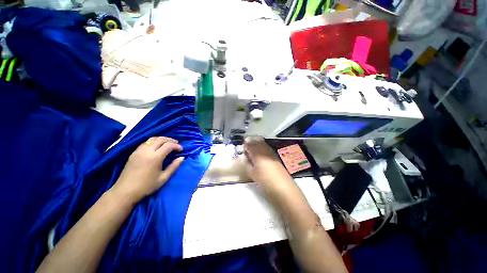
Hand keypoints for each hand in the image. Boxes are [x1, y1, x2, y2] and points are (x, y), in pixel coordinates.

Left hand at [111, 137, 183, 203]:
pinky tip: (157, 146)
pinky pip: (145, 142)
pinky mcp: (133, 153)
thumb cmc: (147, 186)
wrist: (125, 191)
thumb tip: (182, 157)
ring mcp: (138, 151)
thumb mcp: (163, 178)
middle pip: (160, 139)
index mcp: (155, 157)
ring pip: (152, 139)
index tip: (181, 150)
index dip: (176, 146)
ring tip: (168, 143)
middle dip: (170, 140)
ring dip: (162, 139)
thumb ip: (174, 166)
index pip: (168, 145)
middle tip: (176, 144)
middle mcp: (146, 151)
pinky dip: (153, 141)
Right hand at [244, 137, 292, 189]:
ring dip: (256, 143)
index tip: (242, 149)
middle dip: (250, 142)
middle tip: (246, 147)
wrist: (282, 186)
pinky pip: (266, 146)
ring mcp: (270, 151)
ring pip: (262, 142)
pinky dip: (261, 146)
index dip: (244, 146)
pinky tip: (259, 152)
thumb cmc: (265, 180)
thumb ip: (246, 163)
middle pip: (256, 141)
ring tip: (252, 149)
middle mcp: (264, 149)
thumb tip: (244, 157)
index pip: (249, 145)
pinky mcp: (275, 155)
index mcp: (257, 153)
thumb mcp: (252, 173)